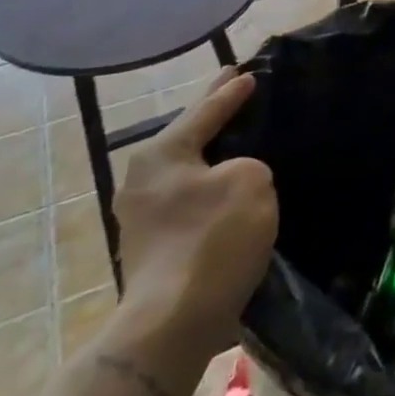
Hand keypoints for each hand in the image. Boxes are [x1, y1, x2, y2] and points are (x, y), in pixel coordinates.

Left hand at [112, 67, 275, 362]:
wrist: (174, 321)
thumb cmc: (213, 238)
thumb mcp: (251, 181)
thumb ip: (248, 165)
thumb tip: (234, 179)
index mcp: (161, 155)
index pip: (203, 112)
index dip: (229, 92)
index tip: (247, 74)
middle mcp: (142, 181)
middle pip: (188, 138)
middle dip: (211, 117)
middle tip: (234, 91)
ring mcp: (142, 218)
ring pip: (188, 172)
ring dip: (212, 157)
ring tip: (238, 140)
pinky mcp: (154, 249)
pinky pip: (190, 201)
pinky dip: (210, 188)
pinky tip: (230, 189)